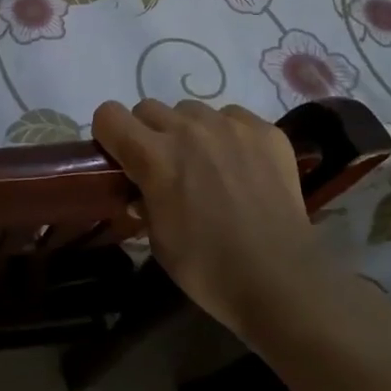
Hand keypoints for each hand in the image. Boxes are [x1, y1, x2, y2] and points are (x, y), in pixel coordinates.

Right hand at [92, 99, 347, 338]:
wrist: (281, 282)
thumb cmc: (208, 269)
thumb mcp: (157, 240)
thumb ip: (143, 201)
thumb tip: (143, 190)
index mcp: (154, 156)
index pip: (109, 115)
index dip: (109, 135)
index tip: (120, 158)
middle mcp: (189, 130)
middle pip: (149, 108)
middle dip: (148, 133)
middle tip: (165, 167)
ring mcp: (232, 126)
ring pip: (192, 111)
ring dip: (189, 131)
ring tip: (207, 166)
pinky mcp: (267, 132)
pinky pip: (233, 117)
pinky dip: (229, 135)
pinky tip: (241, 167)